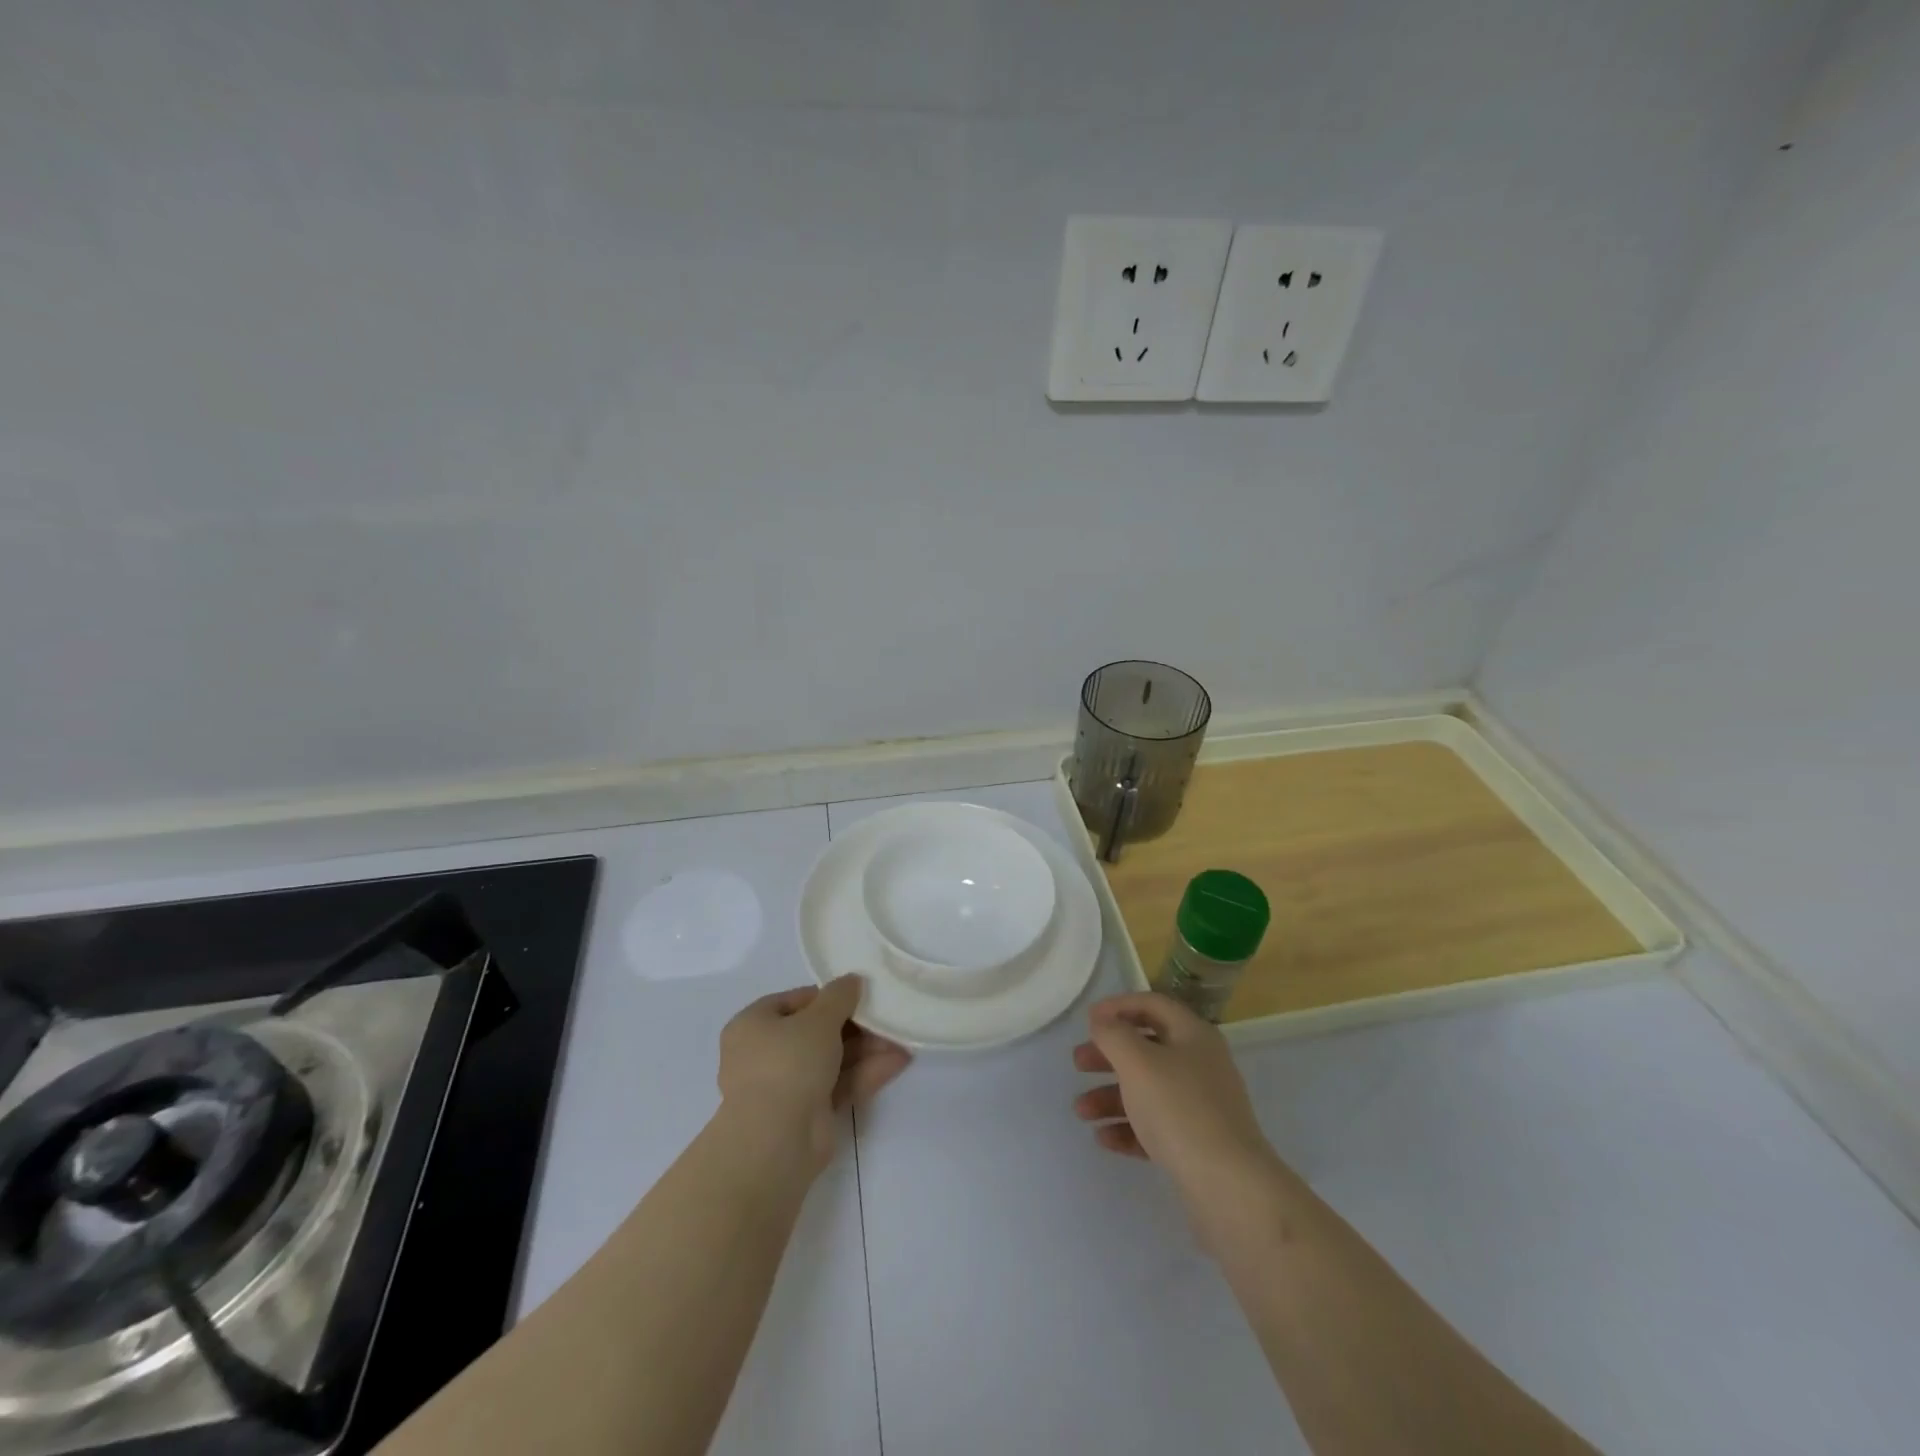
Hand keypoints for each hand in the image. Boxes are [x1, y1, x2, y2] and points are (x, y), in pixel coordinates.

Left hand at [718, 975, 910, 1174]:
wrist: (775, 1142)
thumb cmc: (788, 1063)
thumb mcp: (818, 1019)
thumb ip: (839, 996)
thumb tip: (852, 981)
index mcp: (754, 1025)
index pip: (796, 1001)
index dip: (830, 996)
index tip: (862, 994)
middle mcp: (766, 1053)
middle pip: (818, 1031)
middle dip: (856, 1025)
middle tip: (887, 1016)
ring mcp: (788, 1086)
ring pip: (832, 1059)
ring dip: (867, 1049)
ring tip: (902, 1037)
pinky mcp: (809, 1113)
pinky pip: (840, 1084)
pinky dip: (866, 1072)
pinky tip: (899, 1060)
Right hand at [1072, 992, 1280, 1196]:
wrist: (1229, 1187)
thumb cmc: (1179, 1110)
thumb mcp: (1138, 1062)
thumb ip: (1113, 1034)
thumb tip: (1102, 1019)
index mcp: (1193, 1035)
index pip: (1153, 1005)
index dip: (1118, 1006)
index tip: (1088, 1020)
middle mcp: (1200, 1064)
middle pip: (1147, 1048)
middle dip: (1109, 1055)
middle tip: (1078, 1064)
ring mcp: (1201, 1106)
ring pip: (1148, 1090)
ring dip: (1111, 1095)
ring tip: (1081, 1111)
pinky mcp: (1197, 1143)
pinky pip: (1156, 1125)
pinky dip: (1129, 1127)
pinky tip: (1103, 1138)